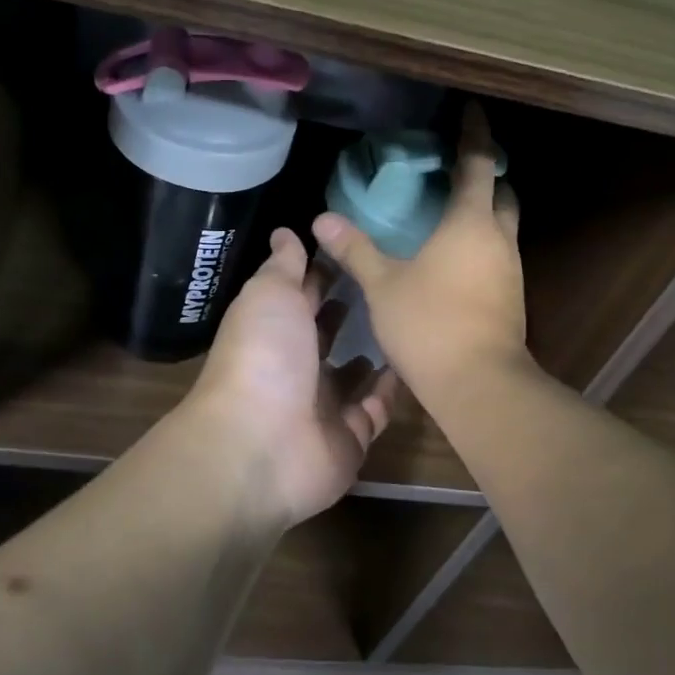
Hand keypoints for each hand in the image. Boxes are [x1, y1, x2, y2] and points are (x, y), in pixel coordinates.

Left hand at [186, 228, 400, 527]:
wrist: (262, 443)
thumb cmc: (265, 356)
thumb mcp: (271, 294)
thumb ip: (284, 264)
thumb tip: (285, 231)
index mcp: (274, 329)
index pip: (302, 295)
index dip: (324, 271)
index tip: (358, 246)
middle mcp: (296, 366)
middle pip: (326, 335)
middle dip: (349, 312)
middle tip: (389, 284)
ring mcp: (323, 406)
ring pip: (352, 376)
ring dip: (373, 354)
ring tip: (405, 325)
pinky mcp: (349, 438)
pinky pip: (375, 411)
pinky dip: (392, 392)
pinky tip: (413, 364)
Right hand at [313, 104, 528, 408]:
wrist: (479, 384)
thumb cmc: (430, 324)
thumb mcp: (383, 285)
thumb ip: (355, 249)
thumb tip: (322, 220)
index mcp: (471, 223)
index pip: (478, 163)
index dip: (476, 134)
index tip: (473, 111)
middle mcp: (499, 239)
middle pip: (503, 193)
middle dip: (486, 175)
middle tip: (457, 168)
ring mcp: (511, 270)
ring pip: (504, 227)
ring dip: (485, 212)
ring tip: (449, 211)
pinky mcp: (512, 298)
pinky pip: (499, 255)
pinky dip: (482, 243)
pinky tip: (454, 258)